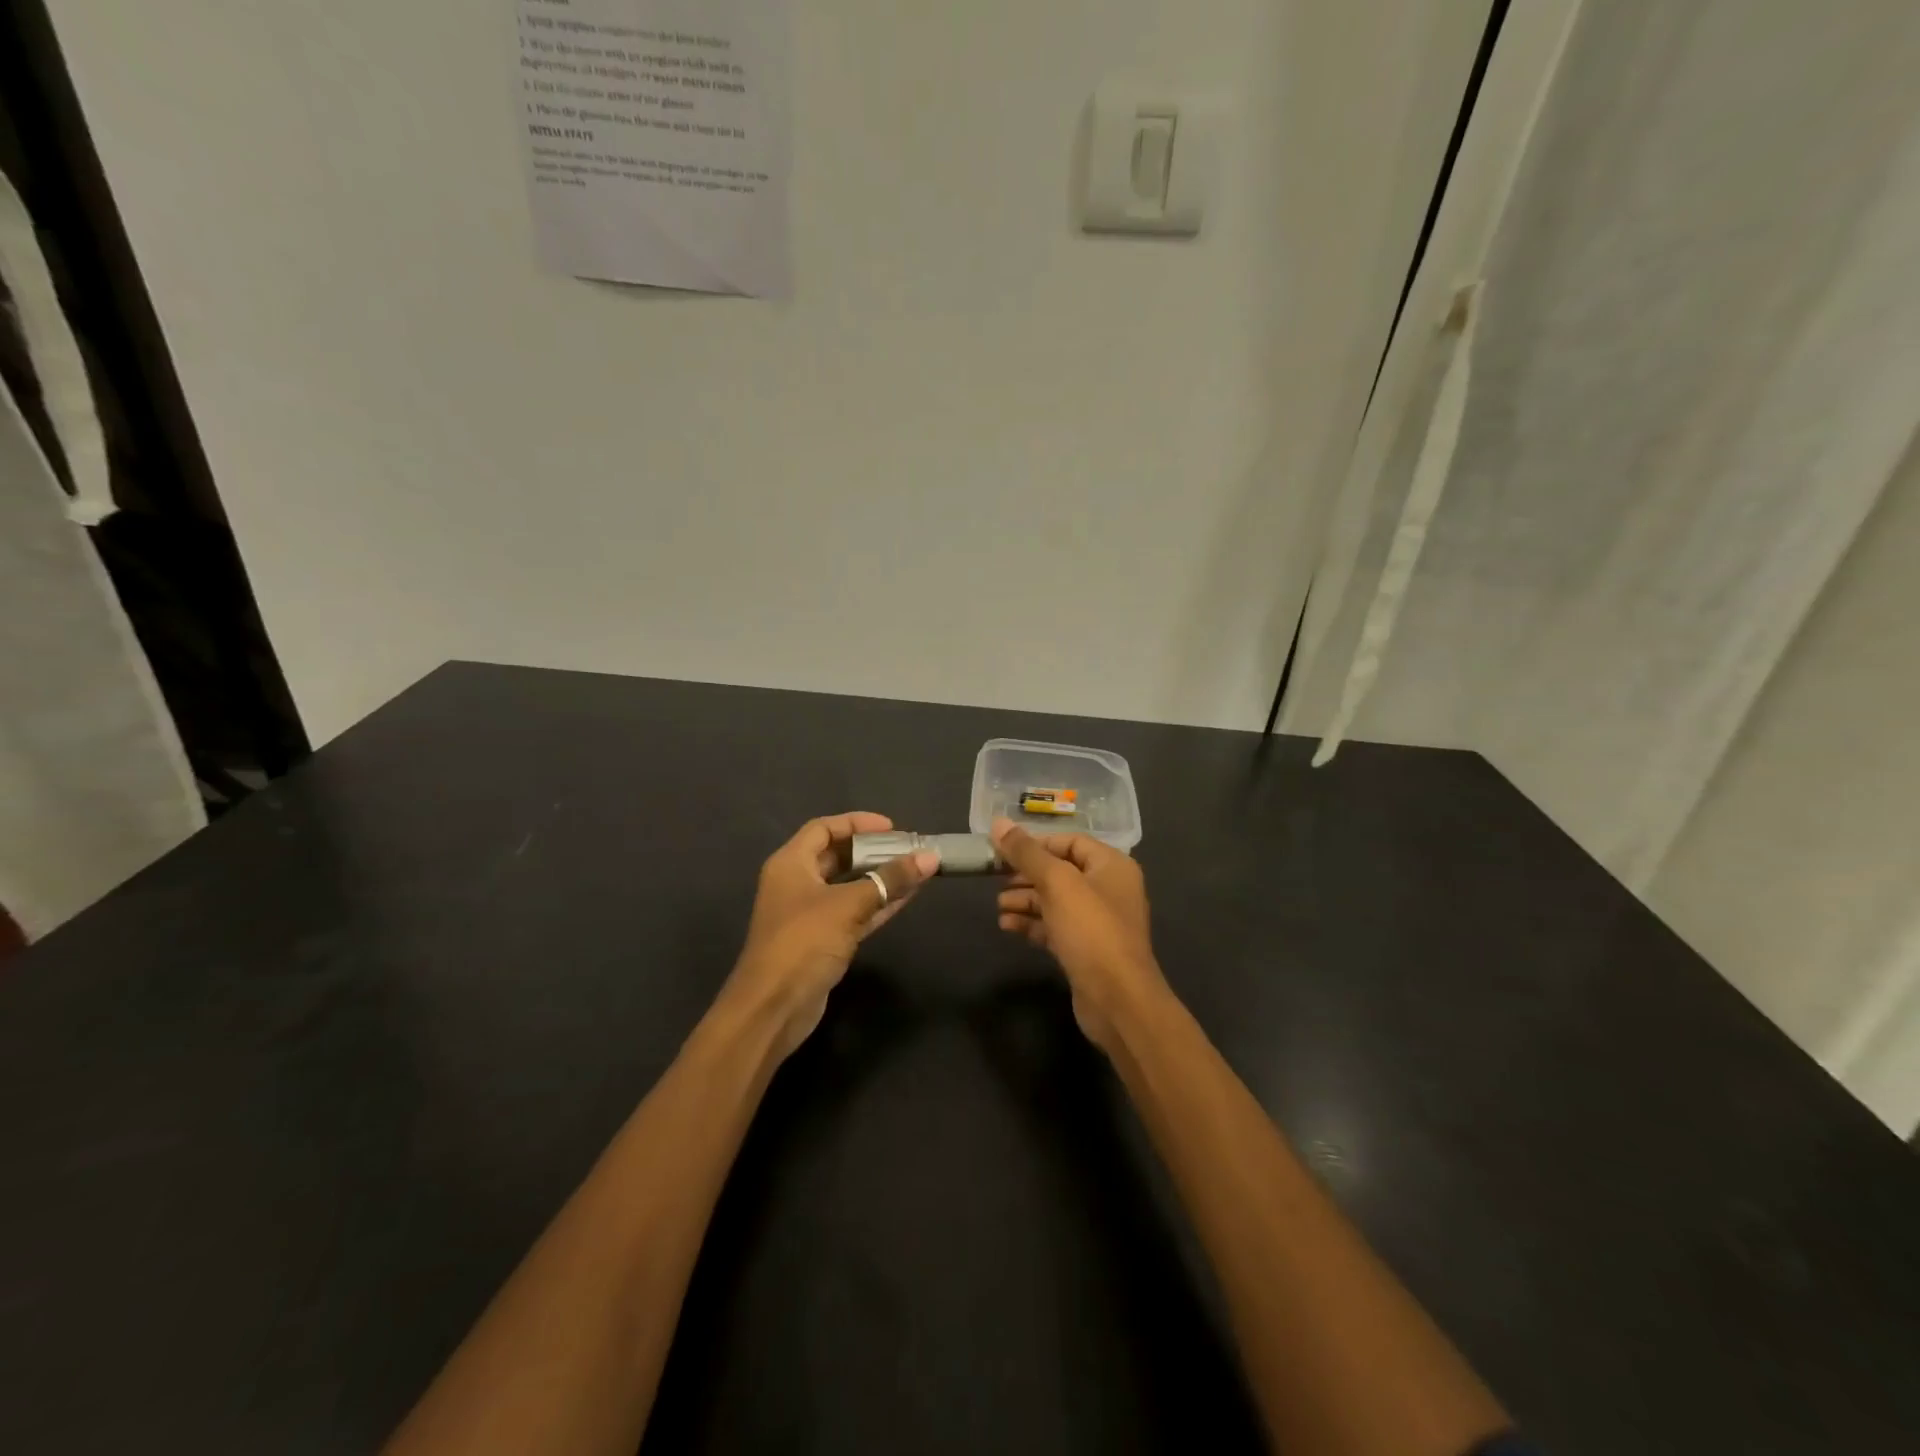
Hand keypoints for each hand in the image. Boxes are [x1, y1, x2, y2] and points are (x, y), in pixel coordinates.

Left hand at [729, 813, 937, 1060]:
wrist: (773, 1008)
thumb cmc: (803, 943)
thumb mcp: (848, 906)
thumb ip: (890, 880)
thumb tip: (930, 857)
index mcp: (790, 864)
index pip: (824, 828)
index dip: (857, 823)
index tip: (892, 827)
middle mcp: (796, 883)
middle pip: (837, 856)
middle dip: (873, 851)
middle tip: (908, 849)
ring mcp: (809, 914)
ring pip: (849, 886)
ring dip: (880, 878)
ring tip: (916, 870)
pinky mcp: (822, 941)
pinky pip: (854, 913)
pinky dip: (878, 904)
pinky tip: (908, 896)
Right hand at [991, 817, 1167, 1051]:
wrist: (1118, 1000)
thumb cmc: (1091, 930)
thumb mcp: (1057, 883)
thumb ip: (1027, 853)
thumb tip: (998, 822)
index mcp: (1112, 865)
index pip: (1070, 841)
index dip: (1036, 844)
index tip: (1003, 851)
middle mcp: (1108, 889)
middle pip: (1061, 871)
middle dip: (1026, 874)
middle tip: (995, 880)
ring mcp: (1098, 922)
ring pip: (1055, 901)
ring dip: (1025, 900)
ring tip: (998, 906)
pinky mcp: (1086, 950)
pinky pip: (1055, 927)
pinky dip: (1032, 923)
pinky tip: (1007, 926)